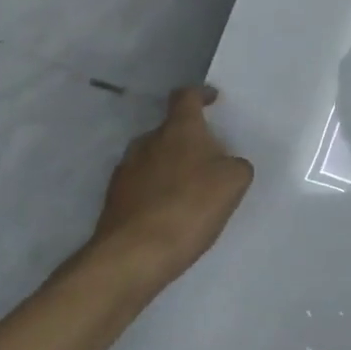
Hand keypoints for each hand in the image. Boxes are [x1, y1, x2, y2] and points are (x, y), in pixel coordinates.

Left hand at [88, 87, 253, 280]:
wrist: (135, 254)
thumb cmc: (191, 207)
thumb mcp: (234, 182)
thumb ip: (236, 165)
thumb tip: (227, 164)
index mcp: (178, 129)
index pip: (186, 97)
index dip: (200, 95)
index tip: (212, 99)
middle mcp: (147, 141)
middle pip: (170, 130)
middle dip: (188, 139)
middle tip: (209, 158)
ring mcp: (126, 170)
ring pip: (153, 157)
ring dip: (171, 166)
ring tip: (190, 189)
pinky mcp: (114, 198)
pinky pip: (141, 185)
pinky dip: (156, 191)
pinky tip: (169, 213)